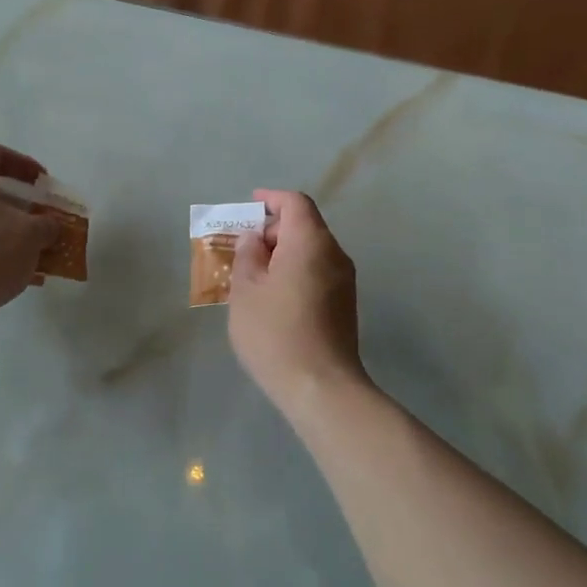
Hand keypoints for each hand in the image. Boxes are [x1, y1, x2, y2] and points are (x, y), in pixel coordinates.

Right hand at [228, 189, 366, 411]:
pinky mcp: (344, 305)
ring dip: (282, 254)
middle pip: (305, 227)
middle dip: (272, 230)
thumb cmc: (275, 332)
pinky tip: (271, 296)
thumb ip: (247, 255)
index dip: (271, 199)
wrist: (320, 387)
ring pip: (311, 252)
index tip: (250, 204)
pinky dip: (294, 272)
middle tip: (241, 249)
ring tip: (251, 275)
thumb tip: (254, 239)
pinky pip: (317, 273)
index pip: (295, 203)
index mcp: (311, 242)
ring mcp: (344, 282)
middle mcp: (334, 255)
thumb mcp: (246, 290)